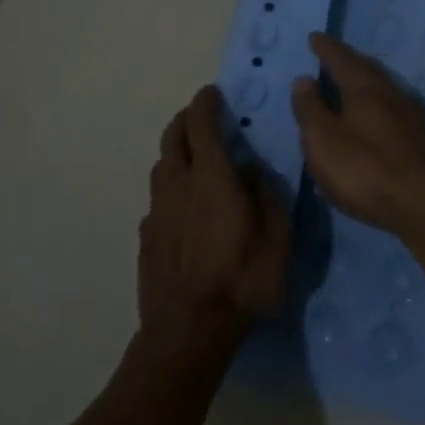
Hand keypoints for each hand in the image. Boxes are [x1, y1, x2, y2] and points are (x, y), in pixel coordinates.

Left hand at [139, 86, 289, 352]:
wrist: (187, 332)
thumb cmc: (241, 281)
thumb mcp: (277, 238)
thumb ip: (266, 195)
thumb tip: (251, 170)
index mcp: (212, 178)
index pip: (202, 124)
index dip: (206, 103)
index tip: (212, 93)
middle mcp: (178, 185)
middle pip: (173, 137)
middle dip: (186, 119)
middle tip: (202, 117)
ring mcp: (157, 210)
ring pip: (161, 165)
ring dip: (175, 150)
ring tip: (194, 156)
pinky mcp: (146, 235)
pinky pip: (157, 197)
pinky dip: (170, 186)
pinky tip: (183, 204)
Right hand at [289, 32, 424, 241]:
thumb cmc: (366, 168)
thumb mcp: (323, 139)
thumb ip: (310, 108)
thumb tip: (304, 79)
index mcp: (364, 88)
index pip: (341, 59)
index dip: (326, 48)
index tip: (315, 37)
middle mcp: (390, 94)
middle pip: (367, 70)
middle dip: (348, 61)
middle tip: (333, 55)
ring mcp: (410, 116)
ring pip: (382, 89)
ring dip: (364, 83)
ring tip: (349, 85)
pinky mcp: (420, 141)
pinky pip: (391, 110)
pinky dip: (376, 106)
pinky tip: (372, 120)